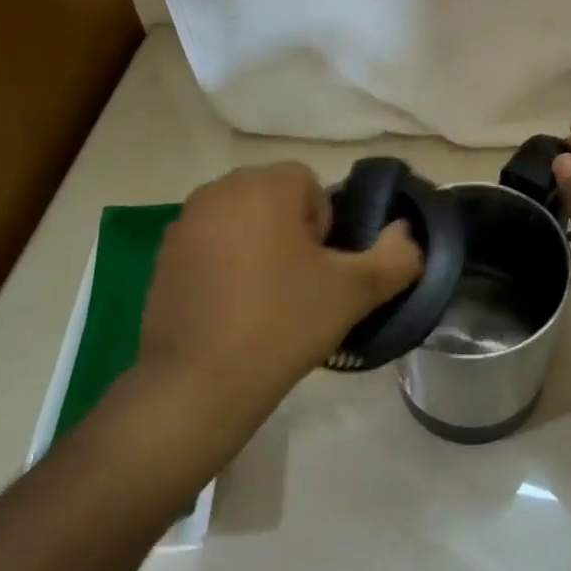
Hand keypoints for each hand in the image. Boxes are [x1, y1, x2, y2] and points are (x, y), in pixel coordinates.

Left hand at [135, 162, 422, 410]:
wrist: (197, 385)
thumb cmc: (281, 324)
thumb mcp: (354, 292)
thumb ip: (396, 256)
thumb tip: (407, 233)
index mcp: (263, 186)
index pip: (311, 185)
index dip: (326, 227)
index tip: (321, 270)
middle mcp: (218, 191)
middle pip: (275, 200)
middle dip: (294, 234)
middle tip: (300, 286)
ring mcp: (184, 224)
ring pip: (243, 223)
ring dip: (261, 248)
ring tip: (267, 302)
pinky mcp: (163, 257)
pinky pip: (212, 247)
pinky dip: (227, 266)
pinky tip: (233, 311)